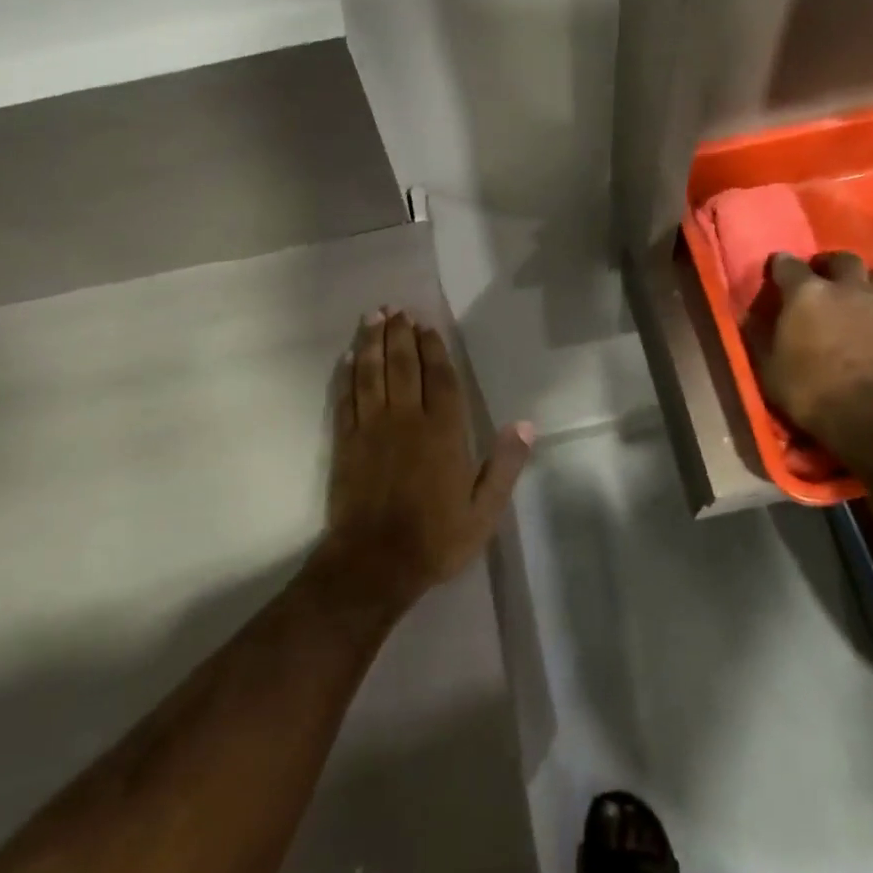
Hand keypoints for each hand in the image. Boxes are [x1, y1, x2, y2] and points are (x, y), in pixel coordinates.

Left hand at [319, 308, 532, 611]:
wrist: (374, 563)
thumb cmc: (436, 538)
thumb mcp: (484, 511)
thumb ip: (504, 466)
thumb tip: (525, 425)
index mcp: (443, 432)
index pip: (440, 378)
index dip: (433, 349)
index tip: (427, 326)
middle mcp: (407, 420)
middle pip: (403, 366)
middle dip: (400, 334)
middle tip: (397, 309)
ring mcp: (372, 428)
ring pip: (372, 374)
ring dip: (373, 342)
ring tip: (373, 316)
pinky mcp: (346, 442)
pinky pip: (347, 399)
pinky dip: (349, 374)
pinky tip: (350, 357)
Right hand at [760, 252, 872, 443]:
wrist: (870, 416)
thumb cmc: (808, 390)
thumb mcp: (768, 366)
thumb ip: (758, 335)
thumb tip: (748, 317)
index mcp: (806, 293)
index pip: (787, 263)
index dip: (779, 266)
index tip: (775, 272)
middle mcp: (845, 287)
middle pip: (840, 259)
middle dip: (827, 265)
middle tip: (818, 280)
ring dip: (861, 280)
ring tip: (851, 294)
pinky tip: (871, 318)